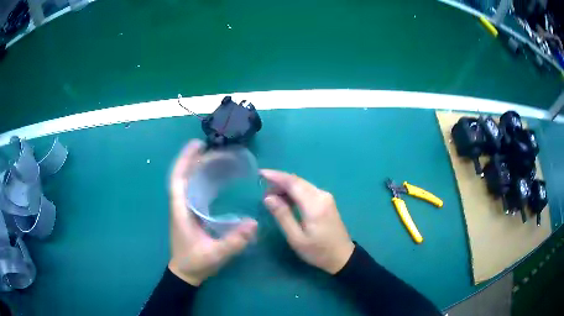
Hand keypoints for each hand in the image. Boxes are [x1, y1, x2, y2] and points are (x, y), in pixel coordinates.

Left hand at [168, 140, 257, 285]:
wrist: (186, 273)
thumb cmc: (195, 263)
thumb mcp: (216, 254)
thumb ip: (234, 241)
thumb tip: (254, 223)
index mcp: (180, 211)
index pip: (177, 180)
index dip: (184, 160)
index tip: (197, 145)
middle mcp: (180, 205)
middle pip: (183, 176)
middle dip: (195, 159)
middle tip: (215, 148)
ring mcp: (185, 209)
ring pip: (188, 182)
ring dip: (198, 167)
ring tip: (216, 157)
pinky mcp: (191, 214)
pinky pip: (194, 190)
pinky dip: (202, 179)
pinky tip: (215, 177)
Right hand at [262, 169, 354, 274]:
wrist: (342, 256)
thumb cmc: (318, 251)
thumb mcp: (296, 238)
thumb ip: (282, 215)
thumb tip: (268, 197)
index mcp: (314, 204)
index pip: (293, 183)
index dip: (276, 176)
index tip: (260, 173)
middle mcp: (322, 195)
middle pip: (297, 181)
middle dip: (279, 181)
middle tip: (262, 190)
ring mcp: (326, 197)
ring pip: (302, 184)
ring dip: (286, 187)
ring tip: (271, 196)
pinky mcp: (326, 201)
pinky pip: (307, 190)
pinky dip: (294, 192)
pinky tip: (285, 200)